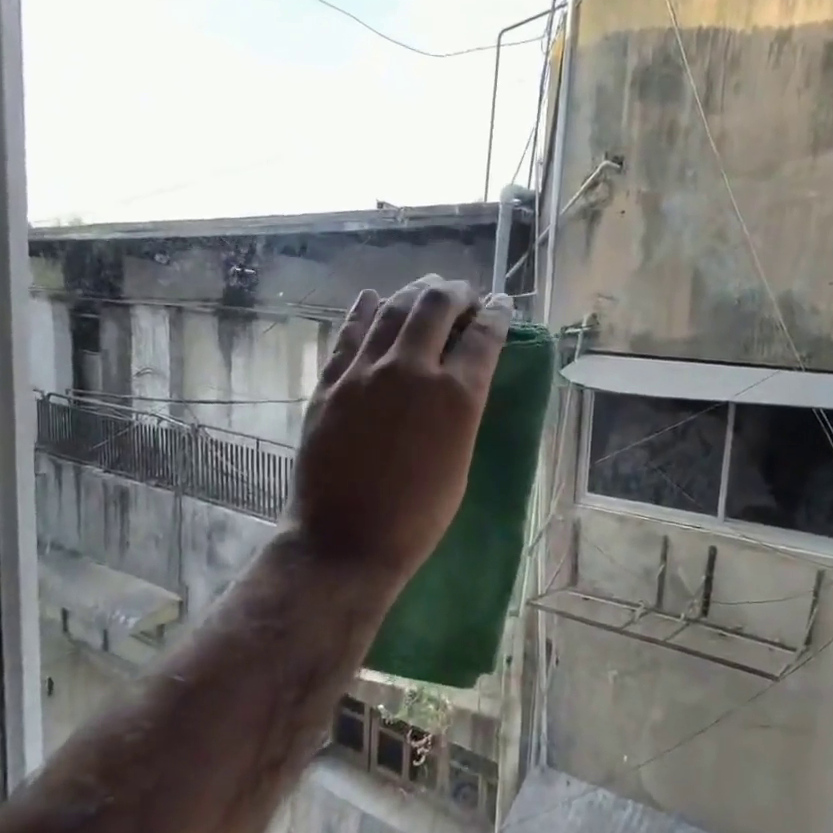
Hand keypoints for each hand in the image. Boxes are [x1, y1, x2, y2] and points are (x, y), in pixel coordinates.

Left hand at [285, 277, 510, 586]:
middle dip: (456, 293)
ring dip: (414, 293)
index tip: (501, 304)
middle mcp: (411, 371)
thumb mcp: (459, 464)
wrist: (345, 540)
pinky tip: (373, 299)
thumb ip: (462, 413)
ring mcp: (364, 373)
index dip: (497, 314)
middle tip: (463, 296)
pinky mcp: (331, 383)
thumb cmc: (416, 518)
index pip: (483, 336)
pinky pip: (349, 332)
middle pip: (437, 307)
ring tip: (425, 291)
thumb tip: (463, 381)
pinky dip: (365, 310)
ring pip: (392, 309)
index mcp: (455, 398)